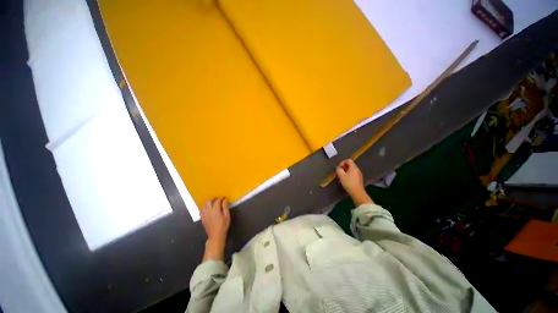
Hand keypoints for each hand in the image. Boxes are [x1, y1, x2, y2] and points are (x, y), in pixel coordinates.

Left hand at [201, 197, 229, 261]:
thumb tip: (224, 200)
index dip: (220, 198)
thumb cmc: (223, 226)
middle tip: (217, 199)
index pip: (217, 201)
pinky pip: (201, 209)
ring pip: (204, 204)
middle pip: (209, 201)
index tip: (223, 198)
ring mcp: (204, 214)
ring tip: (212, 203)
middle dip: (213, 198)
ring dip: (208, 202)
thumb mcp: (227, 217)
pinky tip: (207, 209)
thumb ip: (225, 207)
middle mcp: (208, 210)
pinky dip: (204, 207)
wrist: (216, 235)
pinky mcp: (202, 217)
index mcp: (215, 210)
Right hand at [336, 159, 373, 205]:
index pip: (348, 160)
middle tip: (340, 173)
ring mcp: (359, 174)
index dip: (342, 162)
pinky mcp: (359, 180)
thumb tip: (338, 168)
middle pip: (350, 165)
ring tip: (342, 178)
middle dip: (344, 168)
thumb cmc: (349, 183)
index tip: (339, 168)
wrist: (357, 192)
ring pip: (352, 170)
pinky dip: (349, 176)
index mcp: (353, 167)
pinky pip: (353, 175)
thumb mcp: (341, 176)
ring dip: (346, 173)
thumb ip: (339, 170)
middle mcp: (357, 169)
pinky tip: (347, 182)